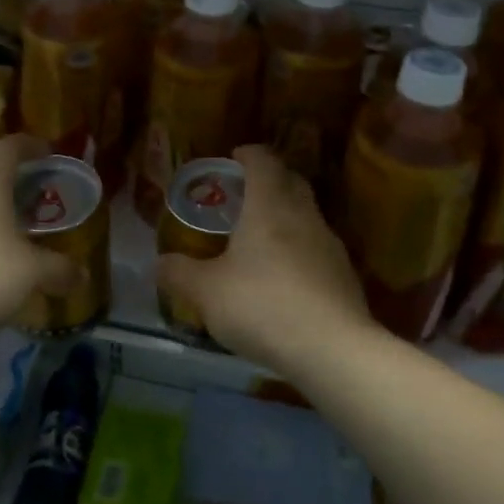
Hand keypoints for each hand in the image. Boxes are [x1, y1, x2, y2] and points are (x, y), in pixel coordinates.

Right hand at [156, 145, 373, 370]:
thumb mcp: (206, 292)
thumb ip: (179, 274)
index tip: (234, 157)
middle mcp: (303, 215)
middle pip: (290, 181)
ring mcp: (329, 244)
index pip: (263, 161)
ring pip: (306, 214)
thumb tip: (159, 263)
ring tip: (260, 237)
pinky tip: (284, 277)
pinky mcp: (344, 274)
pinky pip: (317, 247)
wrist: (332, 349)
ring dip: (286, 215)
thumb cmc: (262, 305)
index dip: (248, 154)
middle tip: (244, 194)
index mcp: (269, 206)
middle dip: (269, 179)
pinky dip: (300, 249)